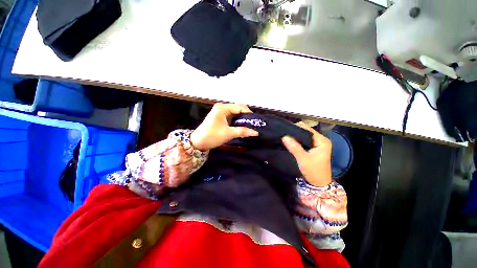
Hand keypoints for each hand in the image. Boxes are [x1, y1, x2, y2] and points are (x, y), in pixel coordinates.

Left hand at [190, 103, 258, 150]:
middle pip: (238, 109)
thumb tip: (255, 132)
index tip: (256, 122)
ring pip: (236, 113)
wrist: (197, 142)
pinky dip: (237, 121)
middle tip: (253, 124)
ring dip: (242, 119)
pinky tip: (242, 126)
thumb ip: (242, 131)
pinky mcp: (220, 117)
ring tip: (250, 126)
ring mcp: (221, 112)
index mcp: (222, 108)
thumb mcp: (228, 133)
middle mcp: (222, 107)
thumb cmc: (211, 136)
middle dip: (246, 116)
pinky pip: (232, 117)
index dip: (249, 114)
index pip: (240, 107)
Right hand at [282, 122, 331, 186]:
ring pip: (305, 136)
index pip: (308, 129)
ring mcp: (318, 144)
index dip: (297, 128)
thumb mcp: (303, 158)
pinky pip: (304, 141)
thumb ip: (294, 147)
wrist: (319, 184)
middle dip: (295, 132)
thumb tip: (284, 136)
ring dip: (296, 137)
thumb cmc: (313, 171)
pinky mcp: (314, 148)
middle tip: (284, 133)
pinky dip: (298, 141)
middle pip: (306, 132)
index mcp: (322, 141)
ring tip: (285, 136)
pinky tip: (290, 141)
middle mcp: (321, 140)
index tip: (285, 129)